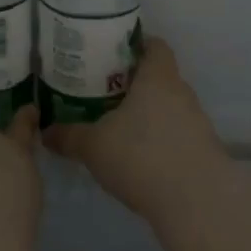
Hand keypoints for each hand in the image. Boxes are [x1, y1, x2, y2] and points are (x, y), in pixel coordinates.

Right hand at [42, 37, 226, 224]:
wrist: (198, 205)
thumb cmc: (142, 157)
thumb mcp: (93, 146)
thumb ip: (68, 136)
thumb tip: (45, 132)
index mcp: (158, 78)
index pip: (155, 46)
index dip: (136, 45)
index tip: (112, 55)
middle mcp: (182, 93)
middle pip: (160, 77)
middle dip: (135, 84)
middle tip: (105, 92)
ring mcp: (198, 123)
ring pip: (170, 108)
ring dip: (149, 115)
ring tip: (120, 128)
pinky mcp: (205, 152)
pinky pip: (179, 136)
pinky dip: (161, 141)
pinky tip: (141, 159)